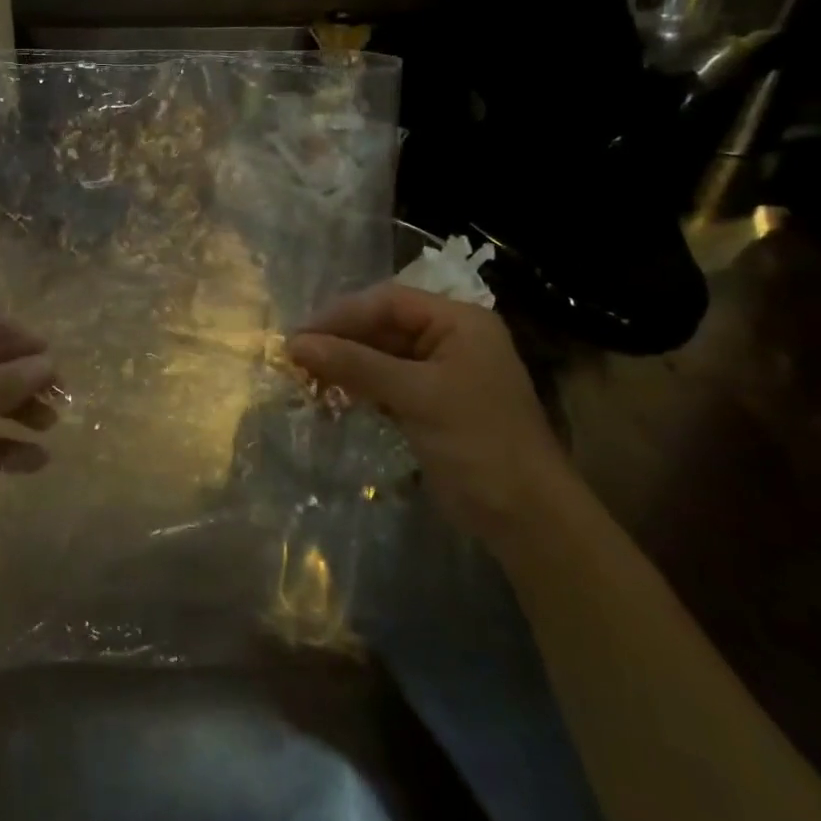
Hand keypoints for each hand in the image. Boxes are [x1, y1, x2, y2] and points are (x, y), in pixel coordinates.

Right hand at [288, 284, 570, 547]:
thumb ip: (355, 364)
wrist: (526, 518)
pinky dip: (356, 388)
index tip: (300, 335)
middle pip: (382, 326)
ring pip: (379, 356)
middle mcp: (449, 339)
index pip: (388, 302)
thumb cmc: (478, 441)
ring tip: (304, 378)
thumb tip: (295, 343)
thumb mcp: (415, 396)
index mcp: (458, 322)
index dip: (341, 314)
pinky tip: (328, 397)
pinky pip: (384, 384)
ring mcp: (439, 373)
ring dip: (344, 365)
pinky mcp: (428, 405)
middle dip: (339, 340)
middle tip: (295, 358)